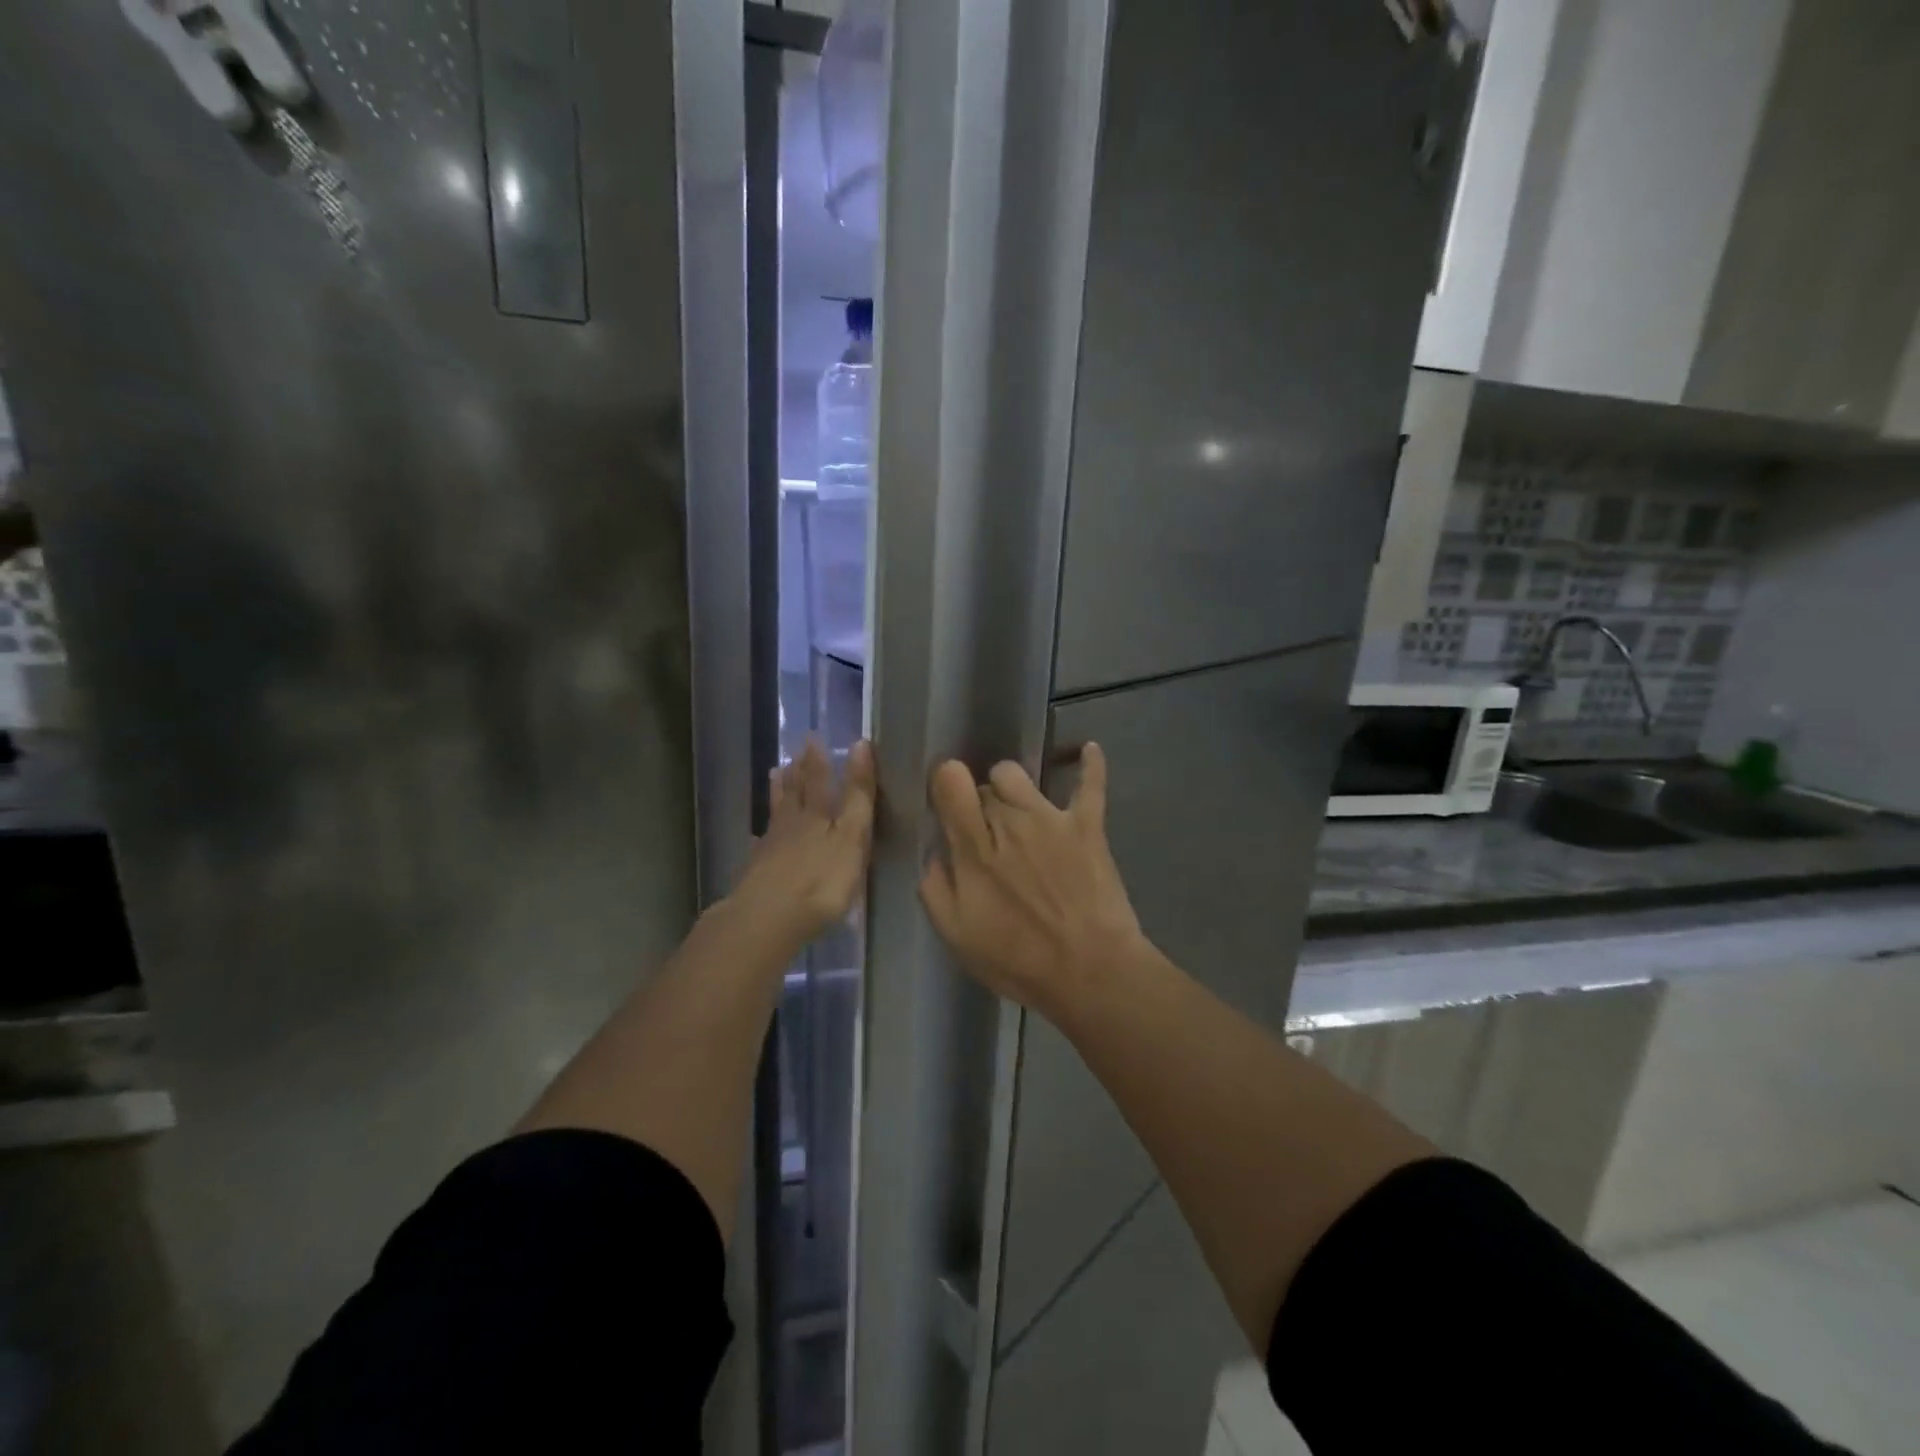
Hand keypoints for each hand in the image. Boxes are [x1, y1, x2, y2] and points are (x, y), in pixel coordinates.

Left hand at [735, 737, 876, 942]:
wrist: (768, 919)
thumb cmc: (821, 881)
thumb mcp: (851, 836)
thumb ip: (857, 795)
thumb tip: (860, 745)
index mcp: (818, 816)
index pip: (820, 780)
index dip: (820, 760)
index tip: (814, 737)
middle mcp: (792, 825)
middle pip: (794, 793)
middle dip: (797, 772)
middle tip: (794, 751)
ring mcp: (771, 849)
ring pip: (776, 814)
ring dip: (778, 793)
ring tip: (775, 774)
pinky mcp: (757, 873)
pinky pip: (761, 846)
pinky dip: (761, 838)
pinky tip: (757, 839)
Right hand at [919, 743, 1145, 1018]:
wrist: (1091, 972)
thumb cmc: (1019, 960)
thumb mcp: (957, 935)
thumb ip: (935, 887)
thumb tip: (936, 852)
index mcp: (974, 847)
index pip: (951, 782)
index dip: (945, 784)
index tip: (946, 803)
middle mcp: (1010, 820)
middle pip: (983, 785)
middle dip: (977, 804)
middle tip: (986, 838)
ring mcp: (1051, 818)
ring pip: (1018, 774)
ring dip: (1010, 786)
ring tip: (1015, 809)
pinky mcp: (1087, 825)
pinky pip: (1090, 784)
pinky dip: (1090, 764)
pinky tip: (1088, 749)